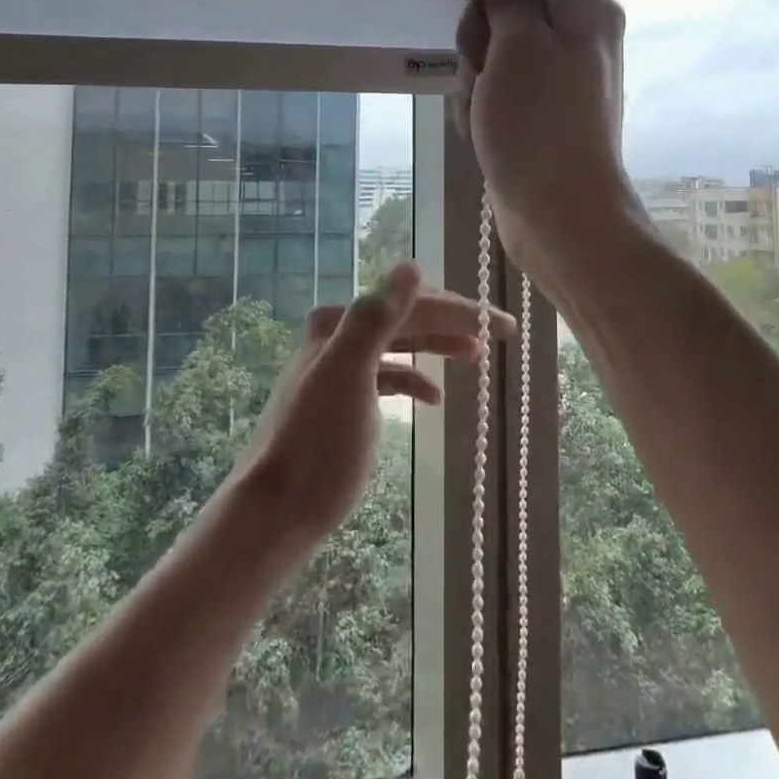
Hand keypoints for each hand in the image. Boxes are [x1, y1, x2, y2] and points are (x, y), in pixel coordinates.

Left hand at [234, 262, 516, 539]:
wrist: (276, 512)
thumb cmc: (317, 445)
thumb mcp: (348, 374)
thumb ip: (376, 317)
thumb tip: (412, 266)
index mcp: (340, 323)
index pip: (412, 304)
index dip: (460, 311)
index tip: (503, 324)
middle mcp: (339, 336)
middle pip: (408, 320)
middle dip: (454, 323)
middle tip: (501, 332)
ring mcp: (342, 369)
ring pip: (401, 345)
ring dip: (438, 346)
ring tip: (476, 355)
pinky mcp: (346, 400)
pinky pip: (389, 376)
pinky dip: (414, 380)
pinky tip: (435, 398)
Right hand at [454, 0, 639, 281]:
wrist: (559, 215)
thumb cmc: (539, 125)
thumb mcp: (520, 44)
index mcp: (583, 7)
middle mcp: (574, 34)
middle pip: (507, 0)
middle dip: (480, 32)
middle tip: (487, 68)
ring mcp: (553, 75)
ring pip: (493, 47)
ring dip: (475, 74)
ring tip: (487, 110)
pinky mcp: (534, 109)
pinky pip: (495, 86)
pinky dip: (482, 103)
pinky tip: (486, 132)